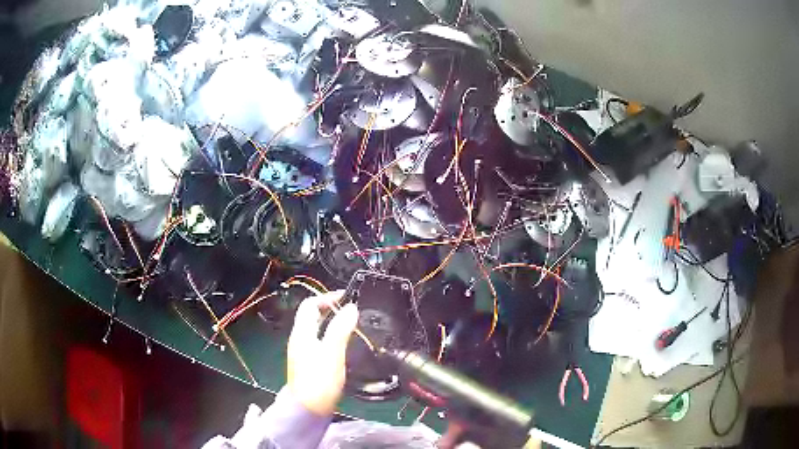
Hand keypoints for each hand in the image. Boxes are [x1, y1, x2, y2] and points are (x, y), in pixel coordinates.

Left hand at [287, 290, 358, 415]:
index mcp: (302, 333)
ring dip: (333, 323)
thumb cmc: (319, 380)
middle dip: (331, 309)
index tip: (347, 297)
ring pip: (317, 330)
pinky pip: (320, 342)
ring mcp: (303, 353)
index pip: (310, 305)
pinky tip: (345, 346)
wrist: (308, 410)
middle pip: (312, 317)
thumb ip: (340, 329)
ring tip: (353, 325)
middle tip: (353, 311)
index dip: (327, 297)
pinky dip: (332, 337)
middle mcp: (300, 340)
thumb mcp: (332, 353)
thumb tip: (351, 307)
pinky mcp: (310, 365)